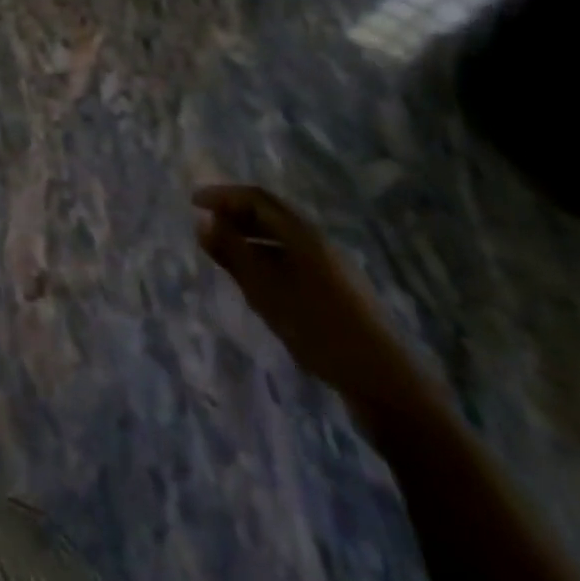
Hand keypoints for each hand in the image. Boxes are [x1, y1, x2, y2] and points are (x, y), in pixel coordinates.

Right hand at [194, 184, 416, 411]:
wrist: (386, 385)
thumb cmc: (321, 330)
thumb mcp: (268, 292)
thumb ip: (234, 254)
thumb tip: (203, 221)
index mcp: (303, 234)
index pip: (257, 199)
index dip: (224, 195)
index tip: (194, 201)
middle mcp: (317, 243)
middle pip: (272, 215)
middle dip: (236, 213)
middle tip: (206, 221)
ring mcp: (330, 268)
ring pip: (282, 239)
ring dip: (251, 236)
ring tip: (224, 250)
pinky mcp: (336, 293)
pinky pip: (292, 260)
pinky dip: (266, 258)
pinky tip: (257, 282)